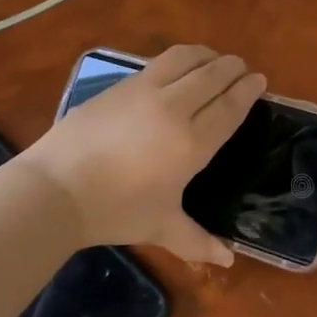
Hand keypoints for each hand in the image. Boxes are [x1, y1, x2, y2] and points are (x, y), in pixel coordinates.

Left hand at [23, 45, 264, 266]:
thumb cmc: (116, 211)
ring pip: (185, 59)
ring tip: (213, 60)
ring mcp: (145, 91)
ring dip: (205, 55)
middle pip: (212, 76)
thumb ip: (198, 242)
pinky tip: (176, 69)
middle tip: (241, 68)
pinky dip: (178, 60)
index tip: (259, 80)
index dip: (247, 91)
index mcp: (192, 143)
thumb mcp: (161, 227)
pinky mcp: (120, 85)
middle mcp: (175, 108)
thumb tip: (228, 261)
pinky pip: (158, 63)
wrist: (57, 189)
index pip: (229, 107)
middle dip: (231, 68)